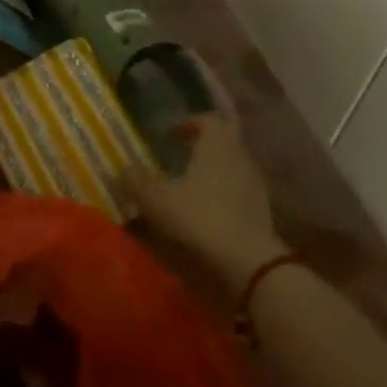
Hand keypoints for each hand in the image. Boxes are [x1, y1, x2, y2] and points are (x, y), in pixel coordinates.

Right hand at [124, 113, 286, 285]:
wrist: (251, 266)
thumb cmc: (199, 218)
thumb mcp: (155, 199)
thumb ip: (136, 181)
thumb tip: (123, 170)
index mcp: (217, 145)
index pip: (206, 120)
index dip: (186, 124)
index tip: (167, 136)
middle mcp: (240, 159)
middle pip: (220, 145)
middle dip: (197, 151)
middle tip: (173, 161)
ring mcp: (255, 187)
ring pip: (229, 171)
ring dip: (208, 176)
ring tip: (184, 191)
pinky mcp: (262, 214)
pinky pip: (236, 196)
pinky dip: (219, 199)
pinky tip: (202, 216)